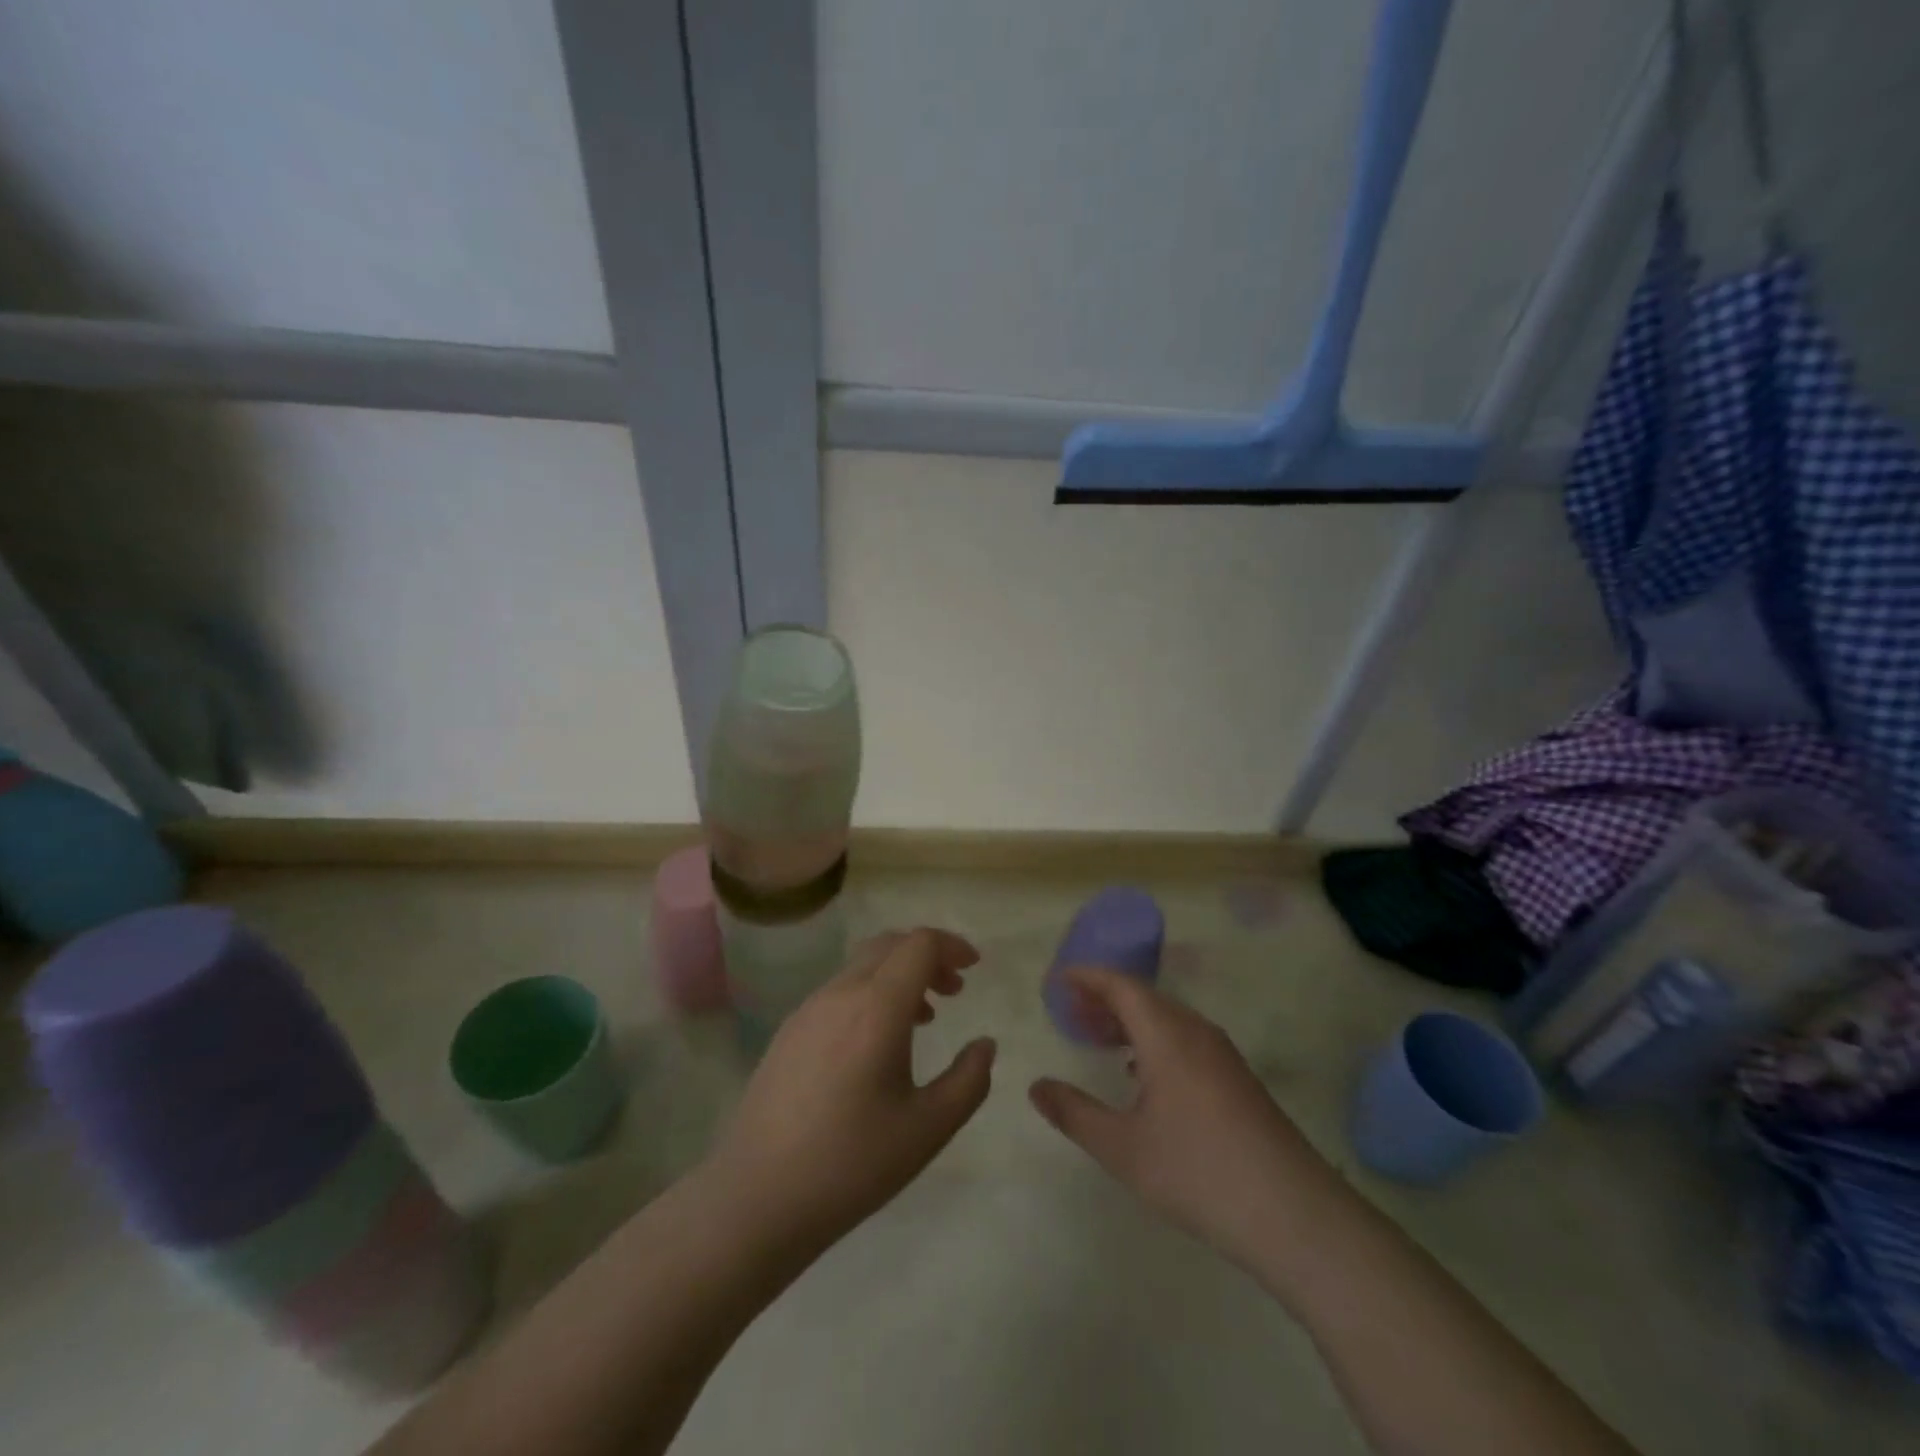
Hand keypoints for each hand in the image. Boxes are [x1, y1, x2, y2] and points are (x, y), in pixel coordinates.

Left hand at [708, 928, 996, 1249]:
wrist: (756, 1197)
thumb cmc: (851, 1163)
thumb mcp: (928, 1128)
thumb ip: (968, 1081)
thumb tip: (985, 1045)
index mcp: (877, 1007)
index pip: (919, 944)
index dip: (951, 946)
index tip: (973, 969)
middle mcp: (840, 993)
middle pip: (889, 944)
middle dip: (928, 956)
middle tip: (954, 990)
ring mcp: (808, 1009)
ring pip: (862, 966)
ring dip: (898, 975)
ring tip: (923, 1019)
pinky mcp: (789, 1030)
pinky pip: (839, 990)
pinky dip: (871, 993)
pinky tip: (876, 1044)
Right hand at [1029, 967, 1345, 1272]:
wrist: (1296, 1215)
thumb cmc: (1199, 1173)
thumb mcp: (1123, 1149)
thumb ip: (1075, 1113)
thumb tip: (1036, 1086)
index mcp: (1167, 1035)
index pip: (1122, 985)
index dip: (1089, 976)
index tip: (1059, 979)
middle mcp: (1196, 1032)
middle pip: (1145, 997)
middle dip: (1105, 998)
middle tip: (1071, 1011)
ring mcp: (1222, 1055)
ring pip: (1168, 1018)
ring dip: (1131, 1020)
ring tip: (1100, 1038)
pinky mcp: (1238, 1079)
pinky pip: (1185, 1039)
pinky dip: (1154, 1040)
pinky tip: (1142, 1073)